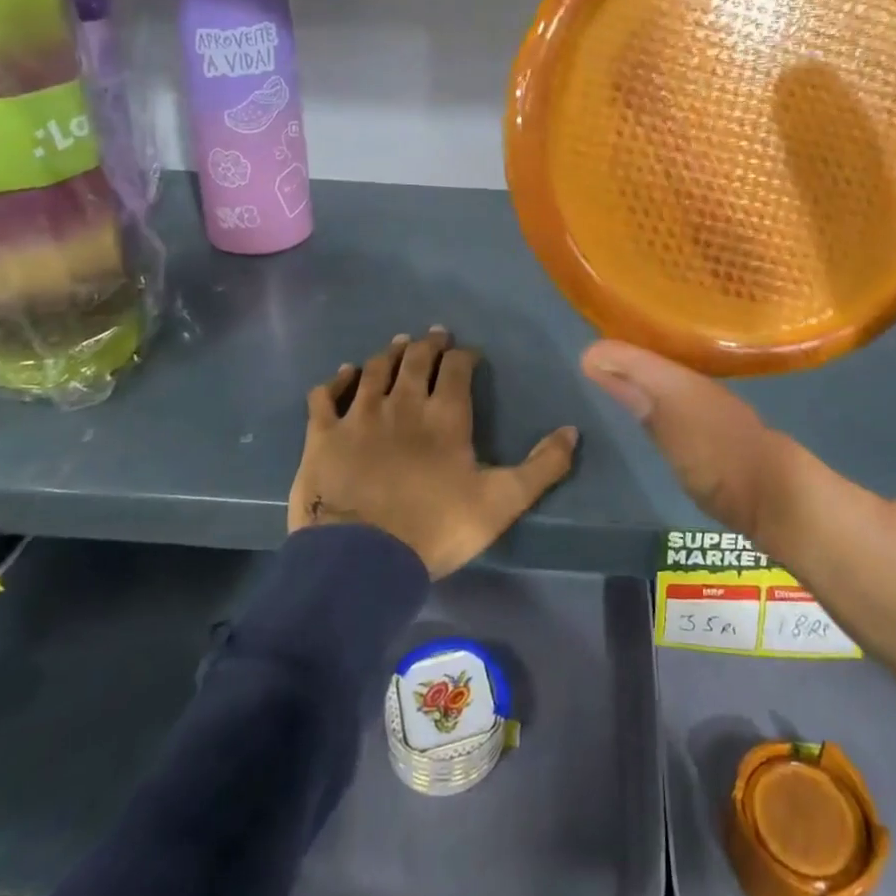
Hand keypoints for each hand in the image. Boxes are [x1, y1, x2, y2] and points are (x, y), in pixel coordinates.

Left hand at [289, 327, 577, 578]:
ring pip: (374, 369)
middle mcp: (403, 403)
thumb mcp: (502, 502)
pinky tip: (344, 374)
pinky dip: (337, 380)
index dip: (464, 355)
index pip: (457, 367)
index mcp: (445, 415)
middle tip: (434, 335)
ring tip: (397, 345)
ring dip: (388, 354)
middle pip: (415, 359)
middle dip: (428, 343)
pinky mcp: (323, 434)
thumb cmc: (435, 529)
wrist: (361, 560)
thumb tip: (573, 431)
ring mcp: (359, 415)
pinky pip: (326, 395)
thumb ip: (542, 467)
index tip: (468, 354)